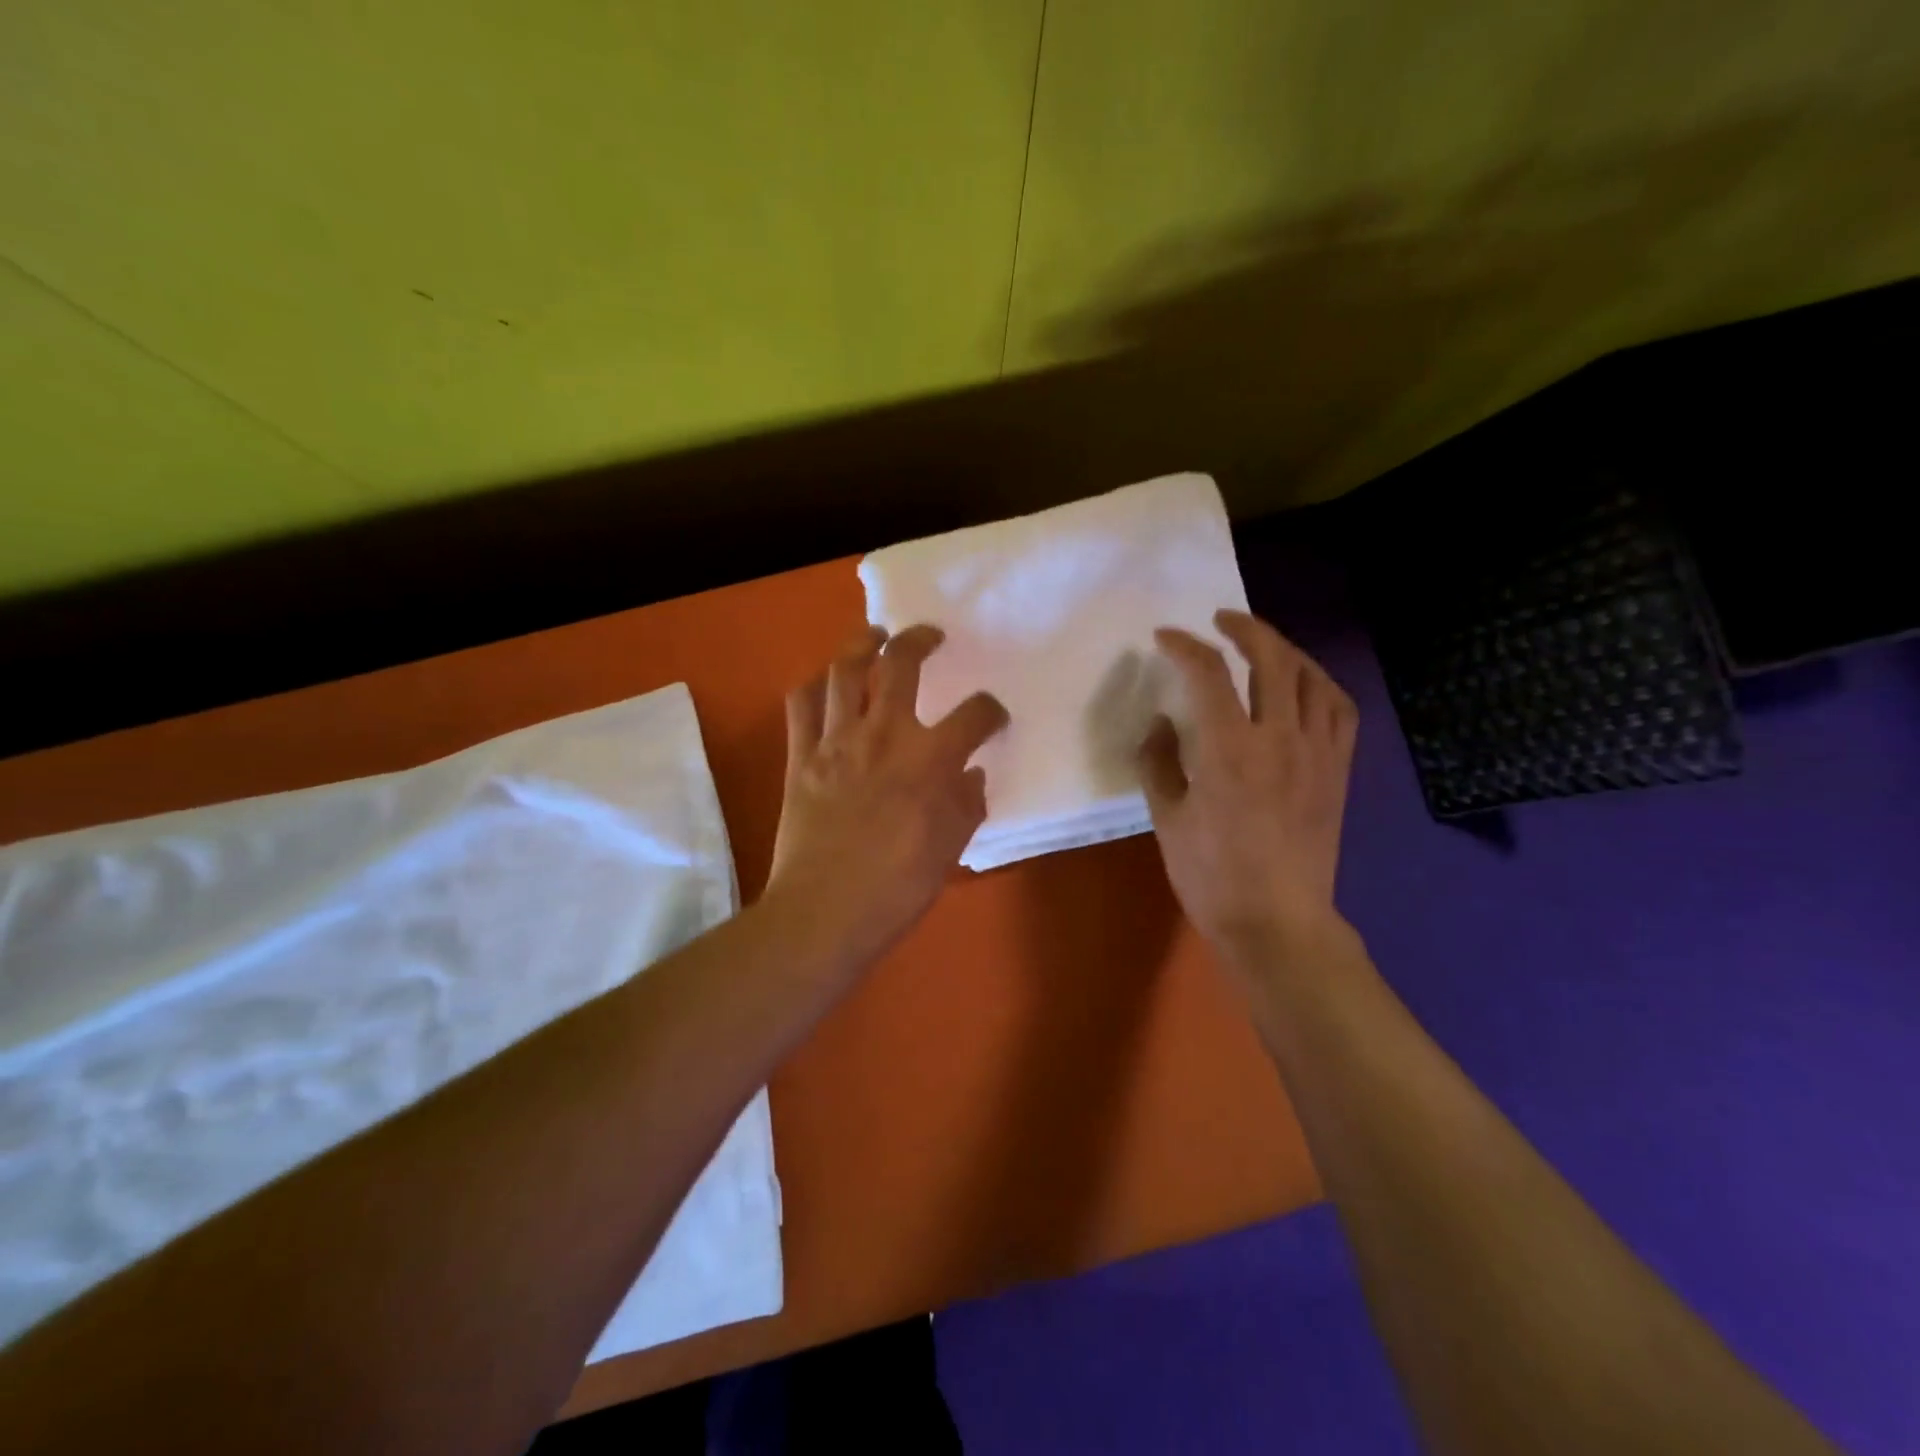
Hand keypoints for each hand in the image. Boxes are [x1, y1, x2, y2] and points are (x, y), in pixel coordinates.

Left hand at [764, 624, 1008, 965]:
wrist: (825, 912)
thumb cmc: (897, 887)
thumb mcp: (950, 848)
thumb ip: (966, 805)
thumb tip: (972, 776)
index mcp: (931, 759)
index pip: (974, 715)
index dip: (991, 711)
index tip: (992, 718)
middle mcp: (884, 734)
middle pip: (902, 664)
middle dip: (920, 640)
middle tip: (928, 636)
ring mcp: (837, 741)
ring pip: (844, 670)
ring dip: (861, 644)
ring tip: (874, 637)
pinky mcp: (800, 756)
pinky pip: (800, 705)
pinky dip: (812, 686)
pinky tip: (823, 683)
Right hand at [1138, 610, 1358, 962]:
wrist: (1277, 922)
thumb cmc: (1211, 875)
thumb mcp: (1167, 818)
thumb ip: (1158, 762)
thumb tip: (1162, 722)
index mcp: (1228, 749)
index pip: (1208, 674)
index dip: (1184, 646)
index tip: (1165, 637)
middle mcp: (1279, 738)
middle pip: (1272, 659)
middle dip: (1245, 628)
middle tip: (1221, 620)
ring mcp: (1317, 753)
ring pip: (1312, 677)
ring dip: (1286, 649)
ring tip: (1264, 645)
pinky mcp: (1338, 771)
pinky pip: (1340, 710)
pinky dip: (1321, 684)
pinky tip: (1305, 686)